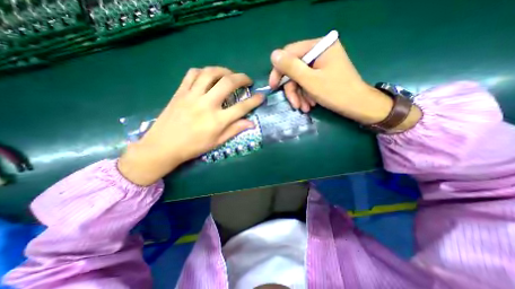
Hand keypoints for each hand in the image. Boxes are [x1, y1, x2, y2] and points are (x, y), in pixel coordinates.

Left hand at [119, 66, 262, 185]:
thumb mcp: (217, 142)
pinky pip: (193, 74)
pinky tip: (209, 75)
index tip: (261, 96)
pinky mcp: (180, 92)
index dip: (255, 101)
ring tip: (230, 74)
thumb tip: (251, 123)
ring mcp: (192, 96)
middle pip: (228, 83)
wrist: (163, 146)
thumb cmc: (193, 147)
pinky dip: (204, 71)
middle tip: (247, 80)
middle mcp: (207, 104)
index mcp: (217, 120)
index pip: (242, 107)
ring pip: (211, 73)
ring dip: (224, 70)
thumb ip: (234, 130)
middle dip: (242, 78)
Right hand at [268, 36, 419, 126]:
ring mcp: (321, 63)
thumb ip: (291, 67)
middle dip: (293, 90)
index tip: (273, 87)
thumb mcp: (310, 81)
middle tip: (295, 105)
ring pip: (300, 79)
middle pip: (295, 69)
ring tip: (304, 108)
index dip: (279, 71)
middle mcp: (320, 51)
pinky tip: (310, 105)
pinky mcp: (322, 74)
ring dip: (299, 95)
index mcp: (319, 46)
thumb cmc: (335, 93)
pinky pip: (307, 83)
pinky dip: (306, 95)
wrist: (358, 106)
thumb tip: (273, 55)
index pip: (290, 54)